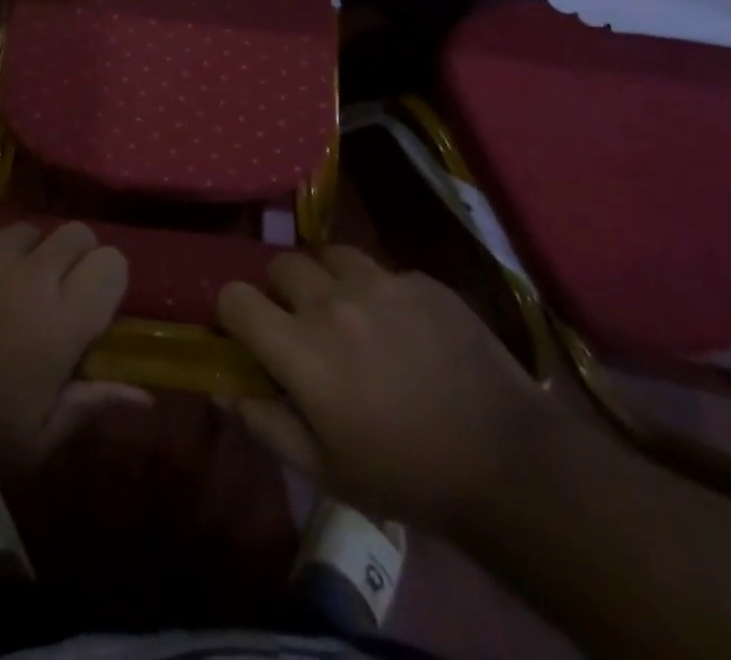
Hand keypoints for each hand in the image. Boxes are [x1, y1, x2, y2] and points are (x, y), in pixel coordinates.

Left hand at [0, 222, 146, 476]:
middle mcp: (31, 277)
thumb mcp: (36, 440)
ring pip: (31, 230)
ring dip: (34, 254)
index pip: (112, 264)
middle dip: (79, 256)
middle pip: (77, 233)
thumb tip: (144, 397)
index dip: (110, 280)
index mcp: (61, 321)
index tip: (97, 307)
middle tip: (62, 292)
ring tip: (17, 288)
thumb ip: (91, 406)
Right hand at [218, 246, 547, 532]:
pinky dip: (380, 291)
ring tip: (352, 313)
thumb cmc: (406, 475)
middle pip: (281, 264)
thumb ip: (266, 423)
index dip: (233, 312)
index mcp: (301, 348)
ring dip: (329, 279)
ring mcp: (380, 283)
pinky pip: (383, 271)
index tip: (250, 332)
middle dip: (282, 291)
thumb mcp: (325, 470)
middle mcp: (332, 301)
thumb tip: (223, 387)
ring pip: (330, 256)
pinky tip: (405, 328)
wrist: (508, 462)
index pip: (235, 296)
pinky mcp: (421, 280)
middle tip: (305, 324)